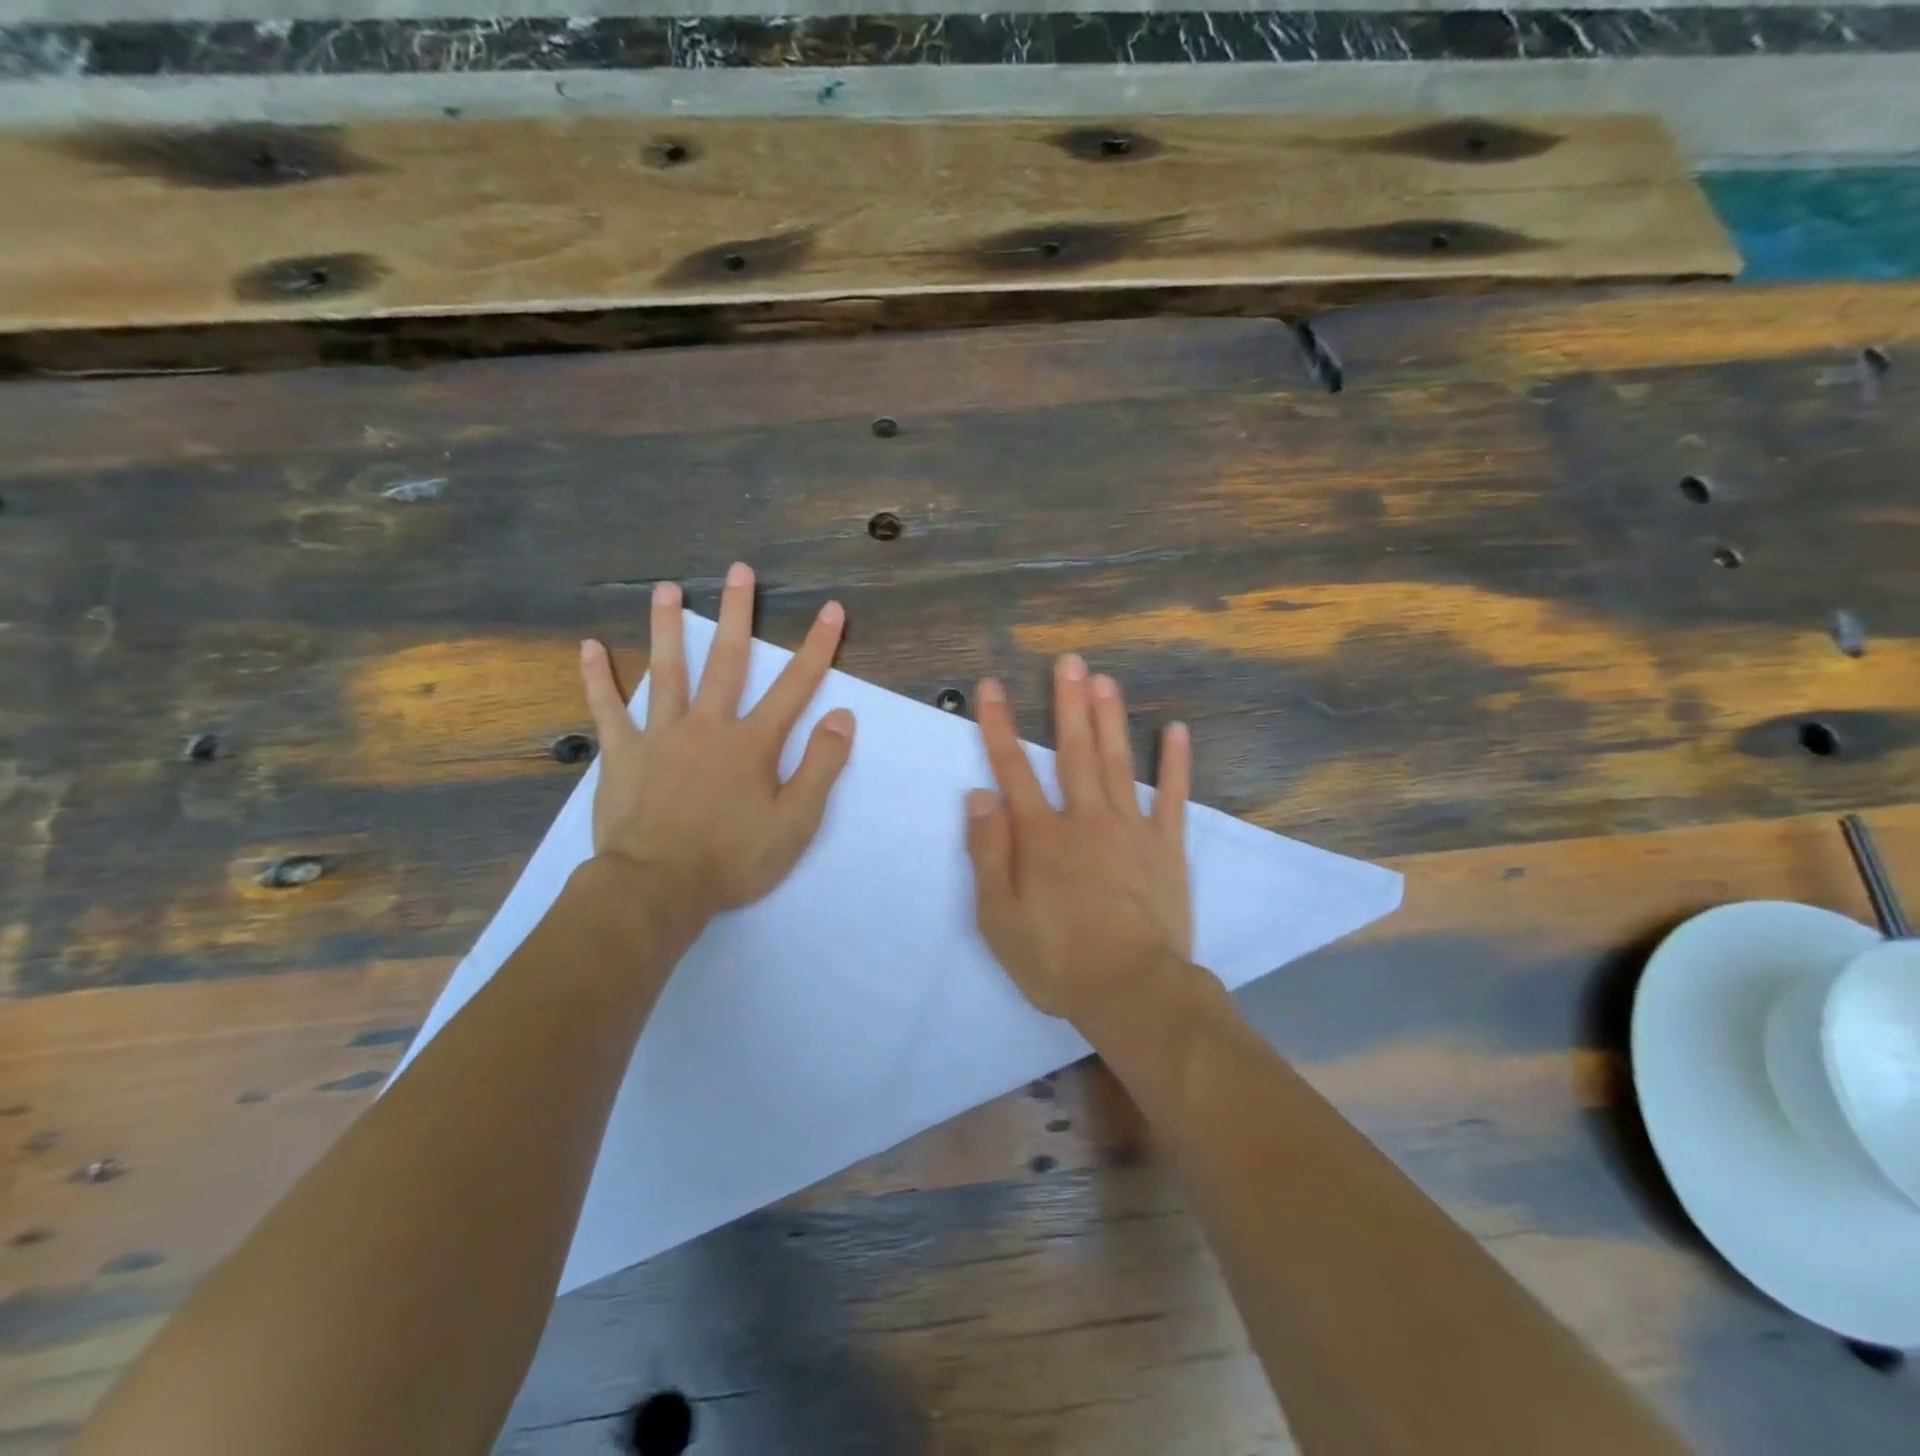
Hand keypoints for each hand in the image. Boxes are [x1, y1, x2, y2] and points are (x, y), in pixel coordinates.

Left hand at [580, 562, 854, 924]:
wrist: (656, 887)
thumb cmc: (732, 859)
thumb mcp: (795, 822)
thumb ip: (821, 767)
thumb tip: (841, 717)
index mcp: (752, 743)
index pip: (795, 686)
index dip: (817, 646)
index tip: (830, 609)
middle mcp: (708, 725)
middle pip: (727, 660)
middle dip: (738, 613)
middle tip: (739, 570)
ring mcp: (661, 735)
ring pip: (666, 671)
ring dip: (669, 628)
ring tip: (666, 589)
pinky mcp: (622, 754)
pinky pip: (608, 709)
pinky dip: (598, 679)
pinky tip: (590, 648)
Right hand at [965, 654, 1193, 1025]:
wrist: (1133, 992)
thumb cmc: (1057, 959)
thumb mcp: (999, 918)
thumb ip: (987, 853)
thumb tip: (978, 795)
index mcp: (1041, 836)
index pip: (1013, 769)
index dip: (999, 726)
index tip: (993, 686)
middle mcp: (1085, 819)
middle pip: (1074, 751)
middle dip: (1067, 703)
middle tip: (1068, 661)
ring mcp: (1131, 830)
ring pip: (1118, 762)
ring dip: (1110, 718)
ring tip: (1105, 679)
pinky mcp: (1166, 848)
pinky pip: (1173, 797)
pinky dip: (1175, 764)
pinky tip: (1175, 730)